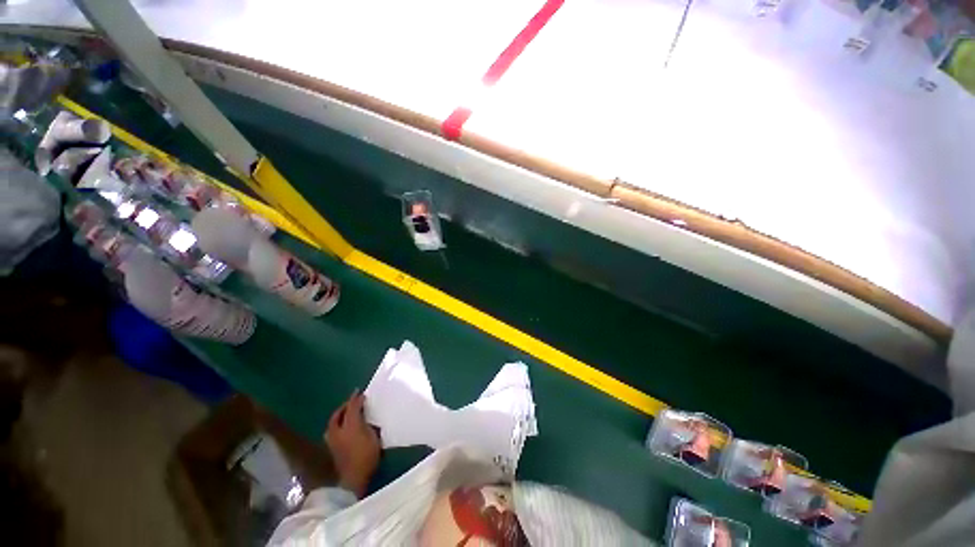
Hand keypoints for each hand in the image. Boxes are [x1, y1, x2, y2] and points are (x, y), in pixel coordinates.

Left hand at [325, 390, 379, 497]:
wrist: (353, 479)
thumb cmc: (367, 456)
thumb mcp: (374, 438)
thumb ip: (370, 425)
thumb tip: (367, 418)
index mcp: (351, 425)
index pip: (352, 407)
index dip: (356, 399)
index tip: (361, 392)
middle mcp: (338, 430)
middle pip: (338, 414)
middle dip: (345, 405)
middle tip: (353, 401)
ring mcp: (333, 440)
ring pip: (333, 422)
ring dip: (339, 414)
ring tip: (347, 412)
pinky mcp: (332, 448)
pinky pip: (333, 429)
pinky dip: (338, 423)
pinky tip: (344, 426)